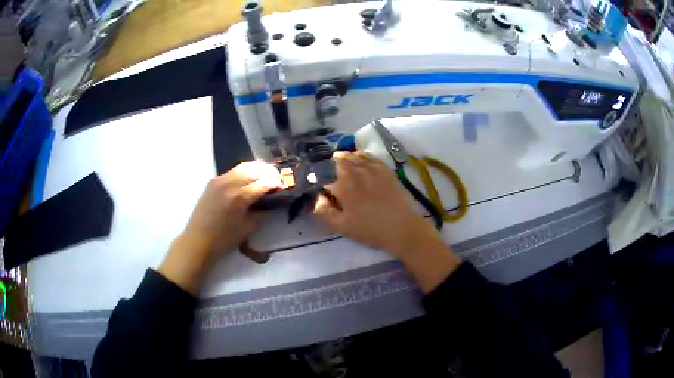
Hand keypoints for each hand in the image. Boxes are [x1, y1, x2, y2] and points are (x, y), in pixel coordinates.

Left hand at [159, 162, 280, 294]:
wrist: (198, 240)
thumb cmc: (224, 240)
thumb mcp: (248, 228)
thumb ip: (261, 212)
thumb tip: (270, 202)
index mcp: (240, 197)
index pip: (263, 183)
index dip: (275, 183)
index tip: (283, 186)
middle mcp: (230, 184)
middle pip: (254, 170)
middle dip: (268, 172)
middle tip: (277, 177)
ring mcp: (219, 180)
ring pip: (243, 167)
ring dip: (256, 169)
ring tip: (265, 173)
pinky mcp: (213, 182)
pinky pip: (232, 171)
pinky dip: (244, 171)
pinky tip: (249, 177)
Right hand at [313, 152, 460, 292]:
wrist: (402, 227)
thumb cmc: (370, 229)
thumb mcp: (342, 226)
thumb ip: (324, 211)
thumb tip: (317, 197)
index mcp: (343, 186)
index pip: (322, 174)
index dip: (315, 177)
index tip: (314, 183)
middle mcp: (356, 172)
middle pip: (336, 160)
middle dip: (327, 166)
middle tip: (325, 175)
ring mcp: (371, 168)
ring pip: (351, 155)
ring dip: (341, 159)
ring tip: (337, 166)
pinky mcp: (384, 169)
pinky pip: (367, 155)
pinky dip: (358, 156)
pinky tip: (357, 161)